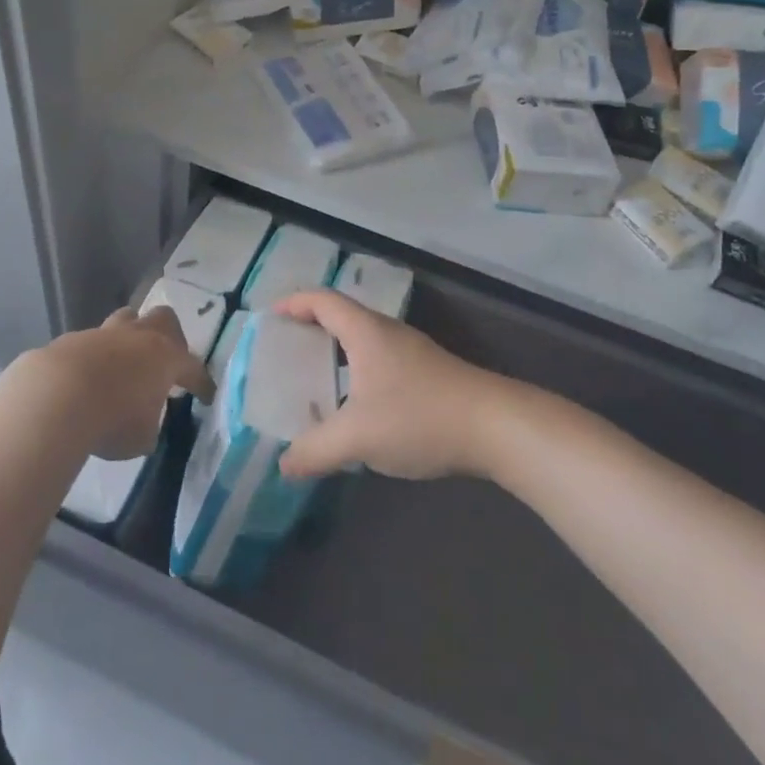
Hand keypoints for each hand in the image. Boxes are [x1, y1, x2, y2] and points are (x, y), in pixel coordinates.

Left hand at [25, 306, 213, 460]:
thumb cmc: (112, 419)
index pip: (193, 368)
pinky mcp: (73, 340)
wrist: (55, 396)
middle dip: (169, 336)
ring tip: (125, 362)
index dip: (202, 384)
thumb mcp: (142, 437)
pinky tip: (88, 378)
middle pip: (164, 319)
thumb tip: (145, 421)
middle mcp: (139, 337)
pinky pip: (92, 342)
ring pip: (126, 320)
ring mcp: (105, 333)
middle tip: (165, 360)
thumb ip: (150, 425)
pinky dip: (95, 357)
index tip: (206, 396)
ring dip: (130, 337)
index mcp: (166, 357)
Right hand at [274, 290, 506, 480]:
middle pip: (341, 316)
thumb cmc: (419, 416)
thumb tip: (283, 465)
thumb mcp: (357, 437)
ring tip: (314, 380)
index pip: (322, 300)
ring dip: (335, 352)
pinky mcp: (427, 373)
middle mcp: (387, 332)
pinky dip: (357, 371)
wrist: (495, 426)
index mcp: (365, 331)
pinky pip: (379, 360)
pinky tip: (356, 406)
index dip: (293, 303)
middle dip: (310, 327)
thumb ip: (315, 450)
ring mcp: (411, 352)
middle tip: (285, 351)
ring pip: (362, 341)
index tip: (270, 317)